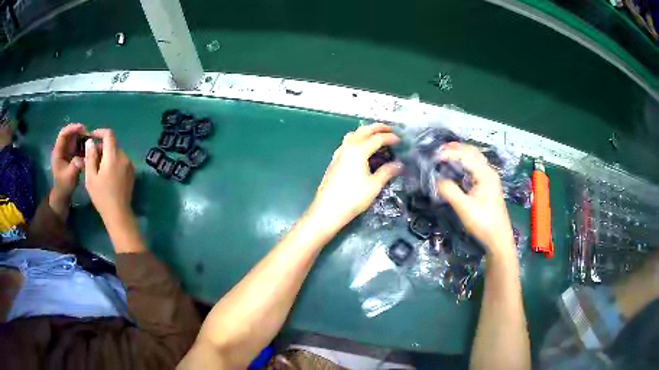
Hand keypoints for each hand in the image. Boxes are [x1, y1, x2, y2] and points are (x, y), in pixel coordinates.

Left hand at [51, 124, 85, 198]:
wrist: (64, 193)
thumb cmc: (64, 185)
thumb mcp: (70, 177)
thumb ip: (75, 166)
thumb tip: (83, 158)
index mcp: (58, 151)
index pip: (63, 134)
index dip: (72, 129)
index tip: (82, 128)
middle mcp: (63, 148)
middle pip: (70, 133)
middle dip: (80, 131)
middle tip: (89, 134)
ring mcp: (68, 150)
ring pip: (75, 138)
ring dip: (83, 137)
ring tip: (91, 140)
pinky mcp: (73, 154)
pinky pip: (79, 144)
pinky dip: (85, 143)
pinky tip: (91, 147)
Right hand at [84, 129, 134, 223]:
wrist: (118, 214)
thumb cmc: (101, 196)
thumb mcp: (91, 177)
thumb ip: (90, 157)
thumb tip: (90, 142)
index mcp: (113, 156)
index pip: (109, 134)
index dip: (100, 132)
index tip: (92, 137)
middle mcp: (124, 157)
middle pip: (112, 145)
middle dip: (101, 147)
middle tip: (91, 158)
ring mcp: (129, 165)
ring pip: (117, 153)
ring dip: (107, 155)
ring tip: (97, 168)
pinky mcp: (132, 173)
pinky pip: (121, 161)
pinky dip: (113, 162)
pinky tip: (107, 174)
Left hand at [307, 123, 401, 231]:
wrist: (327, 210)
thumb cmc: (352, 198)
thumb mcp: (374, 186)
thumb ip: (387, 172)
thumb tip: (399, 165)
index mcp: (358, 151)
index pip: (377, 138)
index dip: (390, 137)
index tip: (400, 139)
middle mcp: (347, 148)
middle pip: (363, 131)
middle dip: (377, 128)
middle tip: (390, 129)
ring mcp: (338, 153)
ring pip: (353, 135)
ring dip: (365, 132)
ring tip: (376, 136)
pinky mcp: (334, 161)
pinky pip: (347, 143)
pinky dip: (357, 139)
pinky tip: (362, 149)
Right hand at [436, 143, 514, 256]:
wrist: (498, 239)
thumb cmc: (483, 222)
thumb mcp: (464, 207)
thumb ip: (449, 190)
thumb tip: (435, 179)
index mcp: (485, 174)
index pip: (465, 155)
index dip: (449, 153)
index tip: (433, 157)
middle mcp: (489, 172)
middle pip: (472, 152)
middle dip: (455, 149)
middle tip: (438, 150)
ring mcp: (489, 179)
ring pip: (474, 160)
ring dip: (460, 155)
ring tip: (444, 155)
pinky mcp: (488, 187)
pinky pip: (475, 169)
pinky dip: (464, 164)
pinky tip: (456, 169)